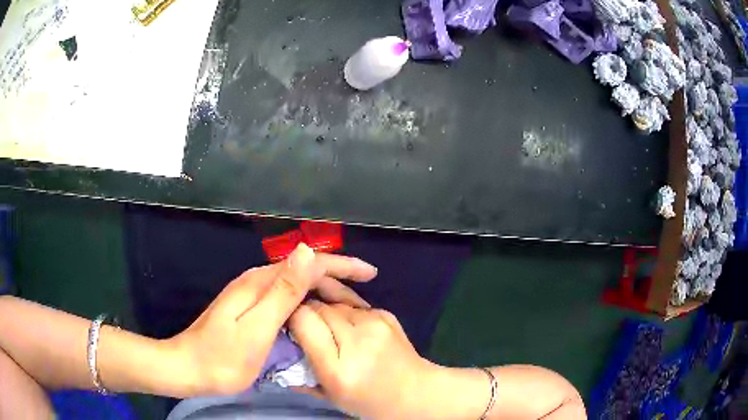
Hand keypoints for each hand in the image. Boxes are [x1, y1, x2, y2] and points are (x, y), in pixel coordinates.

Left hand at [166, 244, 377, 395]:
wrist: (188, 369)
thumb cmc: (222, 358)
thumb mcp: (256, 329)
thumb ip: (282, 292)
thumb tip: (307, 252)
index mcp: (260, 283)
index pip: (309, 263)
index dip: (342, 265)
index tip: (370, 275)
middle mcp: (256, 282)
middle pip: (304, 271)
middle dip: (337, 279)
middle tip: (364, 301)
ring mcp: (252, 296)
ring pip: (296, 285)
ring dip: (325, 292)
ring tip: (349, 308)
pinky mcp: (250, 310)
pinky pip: (287, 299)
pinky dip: (309, 303)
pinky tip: (317, 316)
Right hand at [289, 301, 434, 418]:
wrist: (414, 392)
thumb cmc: (367, 401)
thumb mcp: (328, 395)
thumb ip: (299, 372)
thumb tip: (277, 342)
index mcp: (339, 368)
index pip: (303, 320)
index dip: (291, 317)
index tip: (287, 324)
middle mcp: (358, 341)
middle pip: (318, 306)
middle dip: (306, 312)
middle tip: (305, 326)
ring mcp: (375, 324)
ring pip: (334, 301)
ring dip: (325, 310)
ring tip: (328, 328)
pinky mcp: (386, 314)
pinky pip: (353, 304)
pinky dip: (344, 312)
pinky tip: (348, 327)